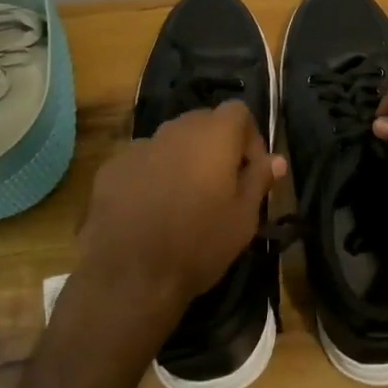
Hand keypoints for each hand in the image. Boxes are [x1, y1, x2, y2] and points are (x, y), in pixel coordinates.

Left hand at [75, 102, 284, 339]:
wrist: (129, 277)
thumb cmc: (199, 245)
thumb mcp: (244, 218)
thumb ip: (259, 180)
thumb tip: (277, 160)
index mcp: (213, 136)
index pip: (238, 110)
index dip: (250, 136)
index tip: (251, 171)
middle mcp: (175, 130)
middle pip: (203, 121)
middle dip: (216, 145)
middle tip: (221, 184)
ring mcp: (139, 147)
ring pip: (170, 141)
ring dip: (183, 159)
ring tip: (184, 198)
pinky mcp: (111, 169)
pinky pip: (142, 161)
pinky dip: (152, 174)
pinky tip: (150, 209)